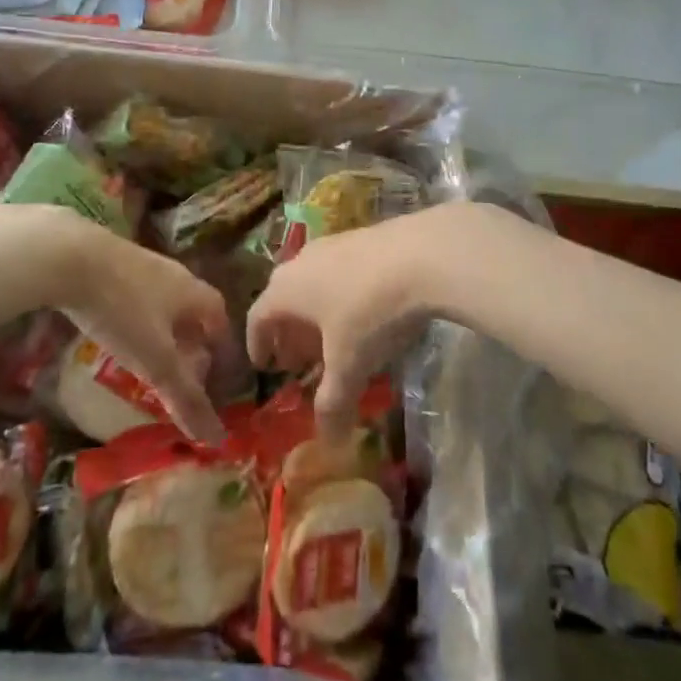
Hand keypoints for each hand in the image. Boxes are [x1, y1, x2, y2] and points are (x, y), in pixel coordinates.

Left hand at [0, 204, 229, 444]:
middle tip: (181, 372)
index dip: (220, 347)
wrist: (71, 255)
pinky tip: (114, 332)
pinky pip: (135, 294)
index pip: (220, 318)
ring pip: (163, 301)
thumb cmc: (123, 309)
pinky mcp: (112, 262)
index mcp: (193, 293)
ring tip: (147, 357)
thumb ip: (184, 397)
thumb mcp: (155, 360)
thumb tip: (216, 438)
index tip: (214, 374)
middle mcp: (174, 275)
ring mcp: (142, 264)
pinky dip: (135, 317)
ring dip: (161, 329)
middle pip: (192, 309)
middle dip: (191, 341)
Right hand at [248, 206, 467, 440]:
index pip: (257, 317)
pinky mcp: (362, 237)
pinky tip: (365, 312)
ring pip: (312, 282)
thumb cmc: (371, 313)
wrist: (423, 255)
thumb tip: (327, 442)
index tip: (264, 366)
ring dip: (316, 313)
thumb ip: (333, 403)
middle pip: (283, 298)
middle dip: (289, 332)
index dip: (258, 344)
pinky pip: (338, 271)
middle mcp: (300, 262)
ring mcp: (332, 244)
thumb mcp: (350, 365)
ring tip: (334, 339)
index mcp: (285, 290)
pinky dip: (340, 295)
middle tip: (300, 360)